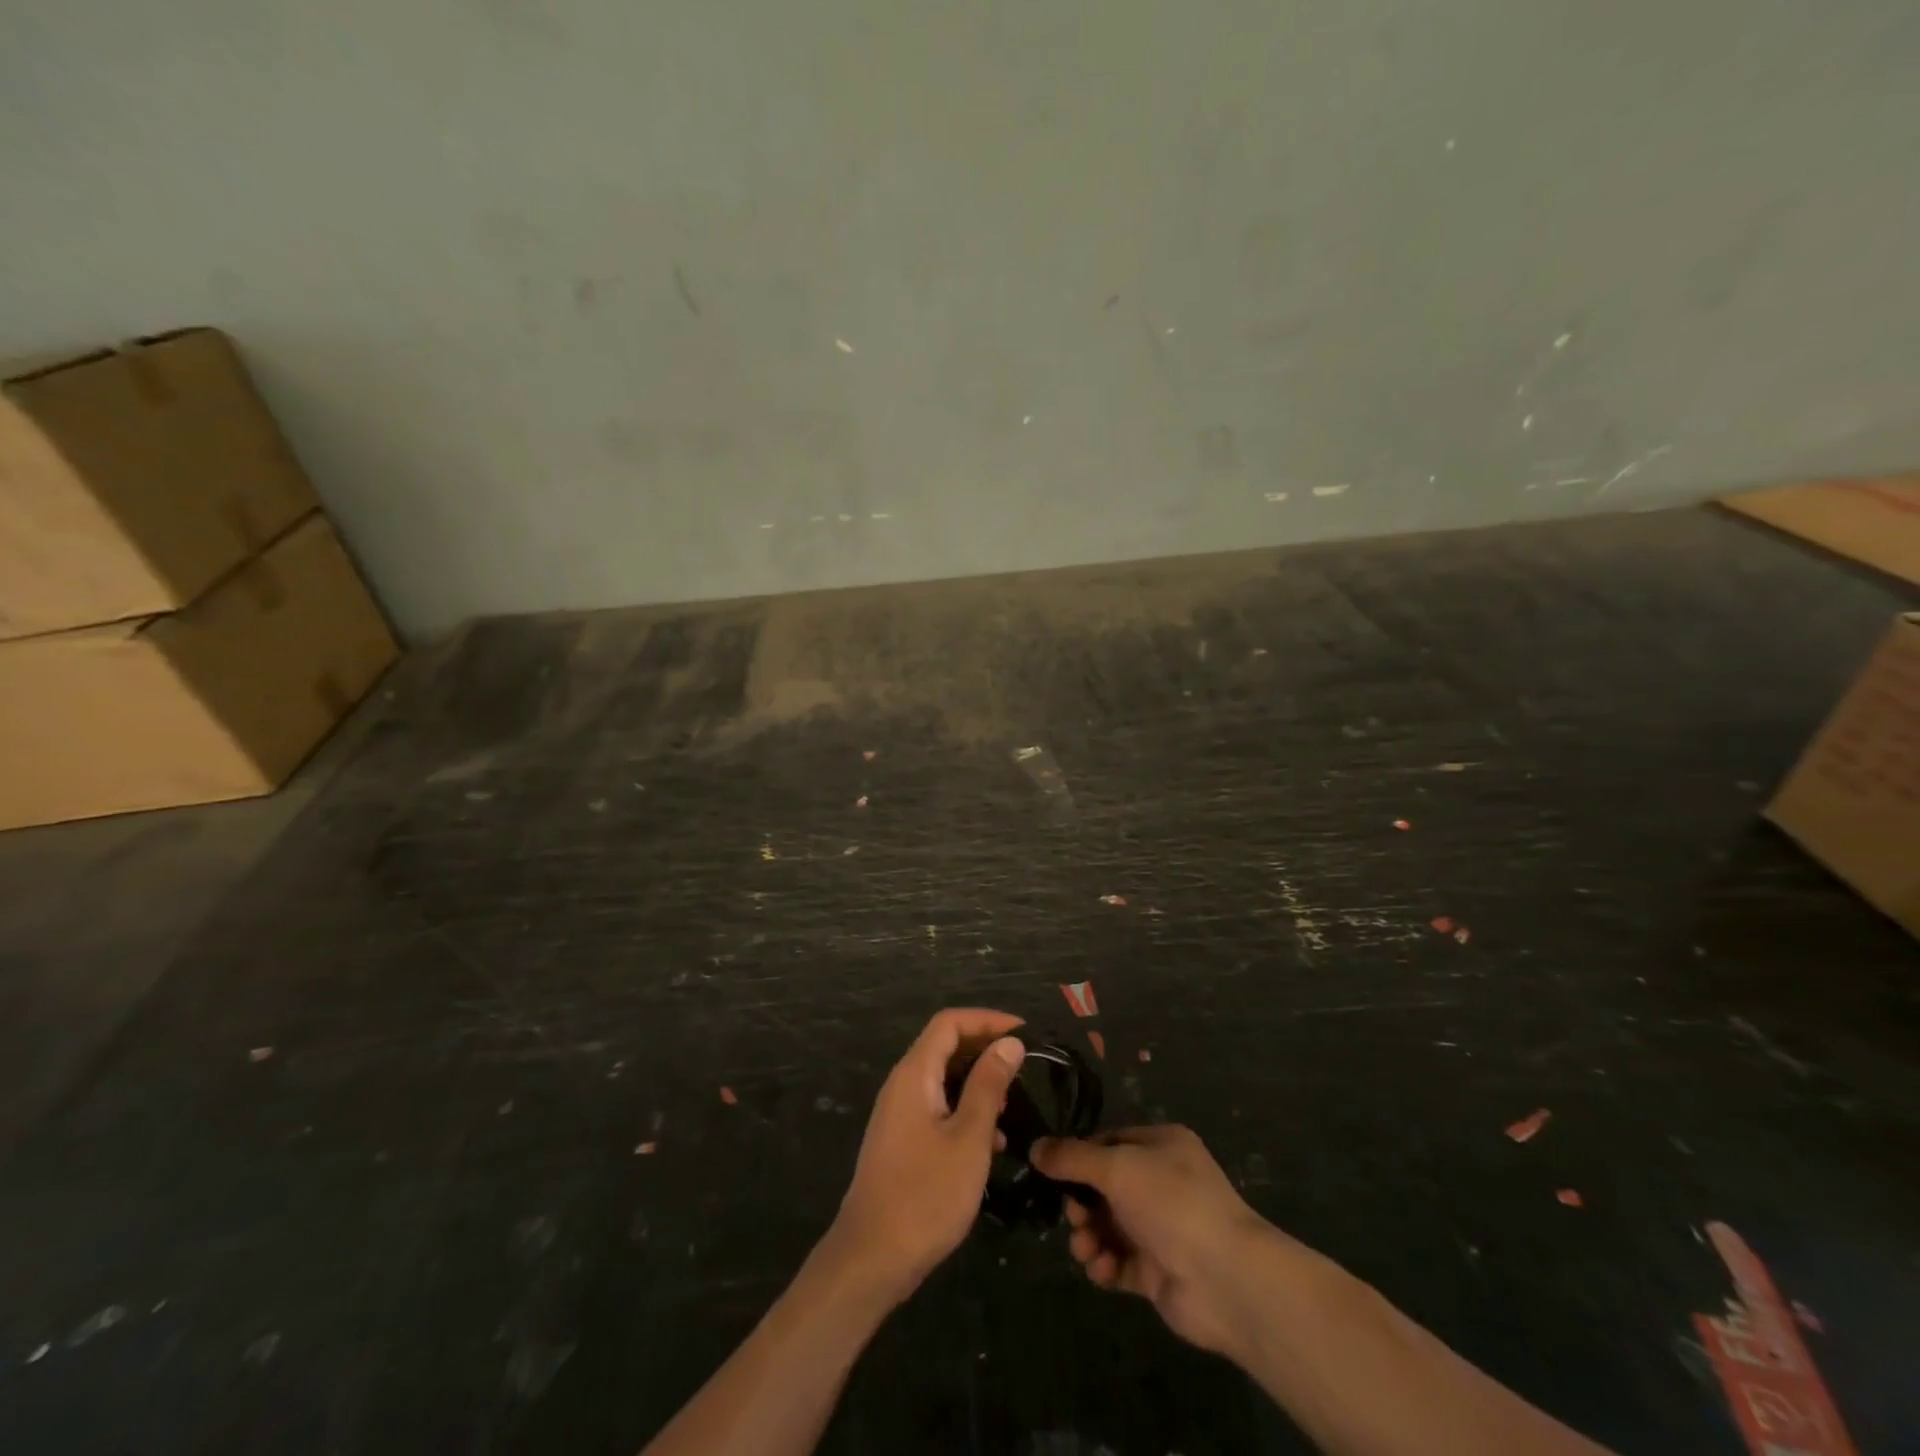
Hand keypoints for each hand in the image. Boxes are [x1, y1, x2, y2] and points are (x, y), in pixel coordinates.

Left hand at [825, 1008, 1025, 1305]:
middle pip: (945, 1047)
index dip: (987, 1020)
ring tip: (1014, 1103)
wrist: (871, 1259)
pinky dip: (965, 1111)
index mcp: (915, 1074)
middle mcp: (903, 1085)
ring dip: (978, 1083)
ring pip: (943, 1079)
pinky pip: (938, 1107)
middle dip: (986, 1050)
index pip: (949, 1023)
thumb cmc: (926, 1194)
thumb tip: (1010, 1043)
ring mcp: (899, 1114)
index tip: (1025, 1033)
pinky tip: (991, 1142)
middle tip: (1025, 1067)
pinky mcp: (902, 1141)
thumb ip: (989, 1085)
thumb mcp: (969, 1138)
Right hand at [1033, 1124, 1280, 1358]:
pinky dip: (1105, 1266)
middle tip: (1074, 1218)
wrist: (1225, 1279)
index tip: (1052, 1172)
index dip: (1080, 1156)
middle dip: (1082, 1203)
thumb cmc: (1171, 1203)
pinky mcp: (1158, 1271)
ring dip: (1089, 1237)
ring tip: (1087, 1250)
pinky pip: (1119, 1262)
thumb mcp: (1116, 1167)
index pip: (1109, 1142)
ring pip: (1108, 1226)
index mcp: (1161, 1146)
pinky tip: (1102, 1270)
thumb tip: (1034, 1147)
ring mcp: (1161, 1228)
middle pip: (1104, 1187)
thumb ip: (1072, 1158)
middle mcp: (1162, 1182)